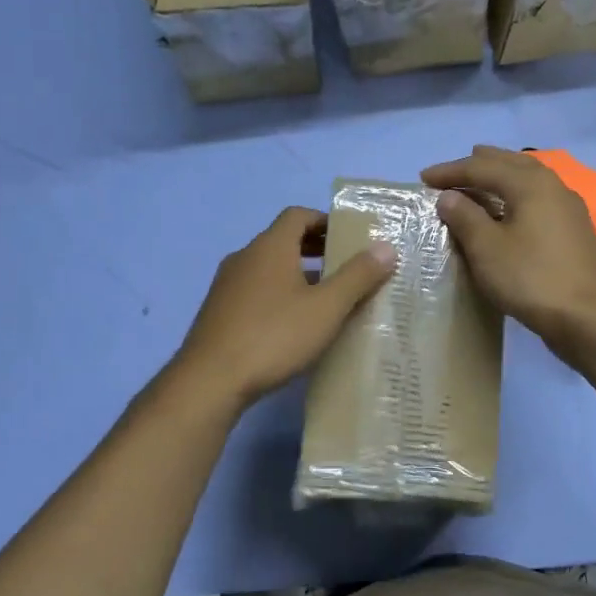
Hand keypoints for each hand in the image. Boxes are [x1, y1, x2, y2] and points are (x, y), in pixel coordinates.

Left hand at [176, 207, 395, 406]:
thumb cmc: (274, 336)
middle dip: (314, 248)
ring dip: (296, 274)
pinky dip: (277, 294)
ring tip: (324, 299)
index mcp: (270, 246)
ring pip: (267, 267)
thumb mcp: (326, 308)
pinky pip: (254, 290)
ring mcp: (226, 284)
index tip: (349, 238)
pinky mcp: (218, 311)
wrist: (210, 380)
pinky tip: (291, 325)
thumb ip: (358, 276)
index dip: (325, 221)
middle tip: (344, 267)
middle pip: (282, 239)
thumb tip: (385, 247)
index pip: (298, 215)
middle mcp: (245, 257)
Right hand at [422, 145, 595, 356]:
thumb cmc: (532, 278)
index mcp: (529, 184)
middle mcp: (552, 186)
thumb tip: (448, 196)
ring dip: (501, 176)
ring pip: (528, 179)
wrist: (591, 317)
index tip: (423, 178)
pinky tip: (510, 210)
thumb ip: (465, 217)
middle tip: (455, 169)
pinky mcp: (573, 231)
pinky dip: (516, 195)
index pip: (482, 167)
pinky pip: (537, 199)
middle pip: (511, 164)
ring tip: (481, 181)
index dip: (450, 171)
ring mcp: (567, 208)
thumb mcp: (488, 248)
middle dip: (480, 164)